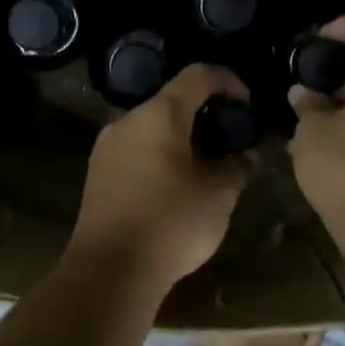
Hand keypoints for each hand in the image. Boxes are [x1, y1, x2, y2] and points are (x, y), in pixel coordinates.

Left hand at [68, 64, 252, 290]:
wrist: (110, 270)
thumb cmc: (171, 222)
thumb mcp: (218, 195)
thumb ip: (235, 167)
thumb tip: (242, 156)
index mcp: (159, 114)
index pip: (198, 75)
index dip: (228, 81)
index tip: (247, 103)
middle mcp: (127, 120)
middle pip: (171, 101)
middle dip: (204, 113)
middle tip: (228, 138)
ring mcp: (107, 147)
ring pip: (151, 127)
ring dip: (180, 137)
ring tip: (205, 164)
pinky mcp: (97, 173)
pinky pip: (136, 150)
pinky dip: (160, 155)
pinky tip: (175, 184)